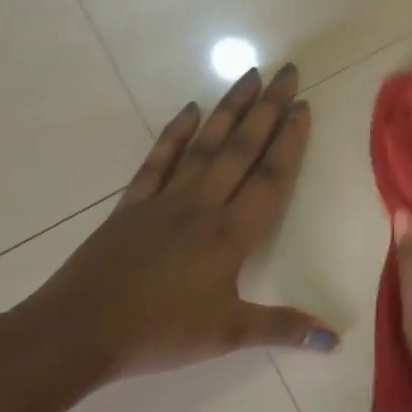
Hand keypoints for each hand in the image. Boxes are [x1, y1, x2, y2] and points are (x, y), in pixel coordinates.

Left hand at [20, 64, 337, 381]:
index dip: (290, 140)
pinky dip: (176, 132)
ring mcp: (166, 199)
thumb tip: (334, 339)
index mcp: (231, 233)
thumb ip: (283, 328)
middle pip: (243, 148)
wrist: (77, 333)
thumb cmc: (158, 333)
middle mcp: (204, 204)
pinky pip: (159, 159)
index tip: (303, 107)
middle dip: (268, 108)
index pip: (271, 177)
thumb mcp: (227, 335)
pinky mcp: (133, 203)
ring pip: (206, 144)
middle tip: (287, 72)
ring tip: (250, 74)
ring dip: (230, 108)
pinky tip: (191, 108)